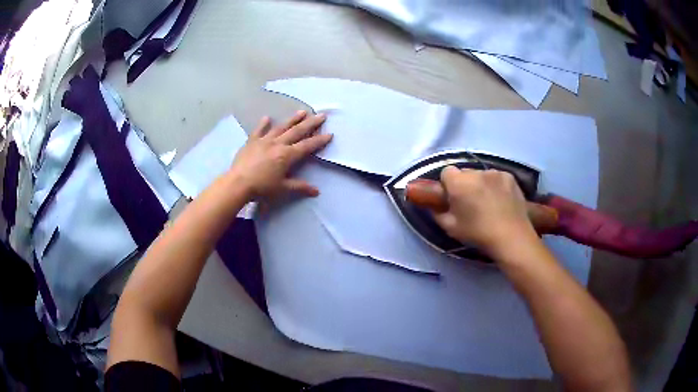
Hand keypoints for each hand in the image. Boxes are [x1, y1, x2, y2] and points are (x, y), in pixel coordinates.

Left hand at [228, 111, 331, 198]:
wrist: (238, 183)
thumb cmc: (262, 187)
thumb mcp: (283, 189)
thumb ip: (300, 187)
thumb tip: (316, 191)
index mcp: (287, 155)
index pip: (307, 146)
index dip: (319, 140)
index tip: (330, 133)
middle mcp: (278, 144)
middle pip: (297, 131)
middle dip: (311, 123)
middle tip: (322, 115)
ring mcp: (264, 141)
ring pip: (281, 127)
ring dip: (292, 119)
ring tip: (302, 112)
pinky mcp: (252, 142)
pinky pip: (259, 131)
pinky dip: (263, 124)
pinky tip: (267, 118)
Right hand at [433, 167, 538, 255]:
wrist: (511, 237)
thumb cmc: (477, 234)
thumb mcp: (450, 228)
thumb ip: (437, 212)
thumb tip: (434, 204)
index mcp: (459, 183)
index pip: (446, 172)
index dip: (447, 184)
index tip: (452, 199)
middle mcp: (476, 172)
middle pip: (464, 172)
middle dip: (464, 183)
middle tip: (470, 203)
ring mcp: (495, 173)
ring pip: (481, 174)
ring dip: (480, 184)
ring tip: (488, 203)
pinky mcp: (509, 176)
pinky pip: (496, 177)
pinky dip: (496, 185)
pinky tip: (501, 201)